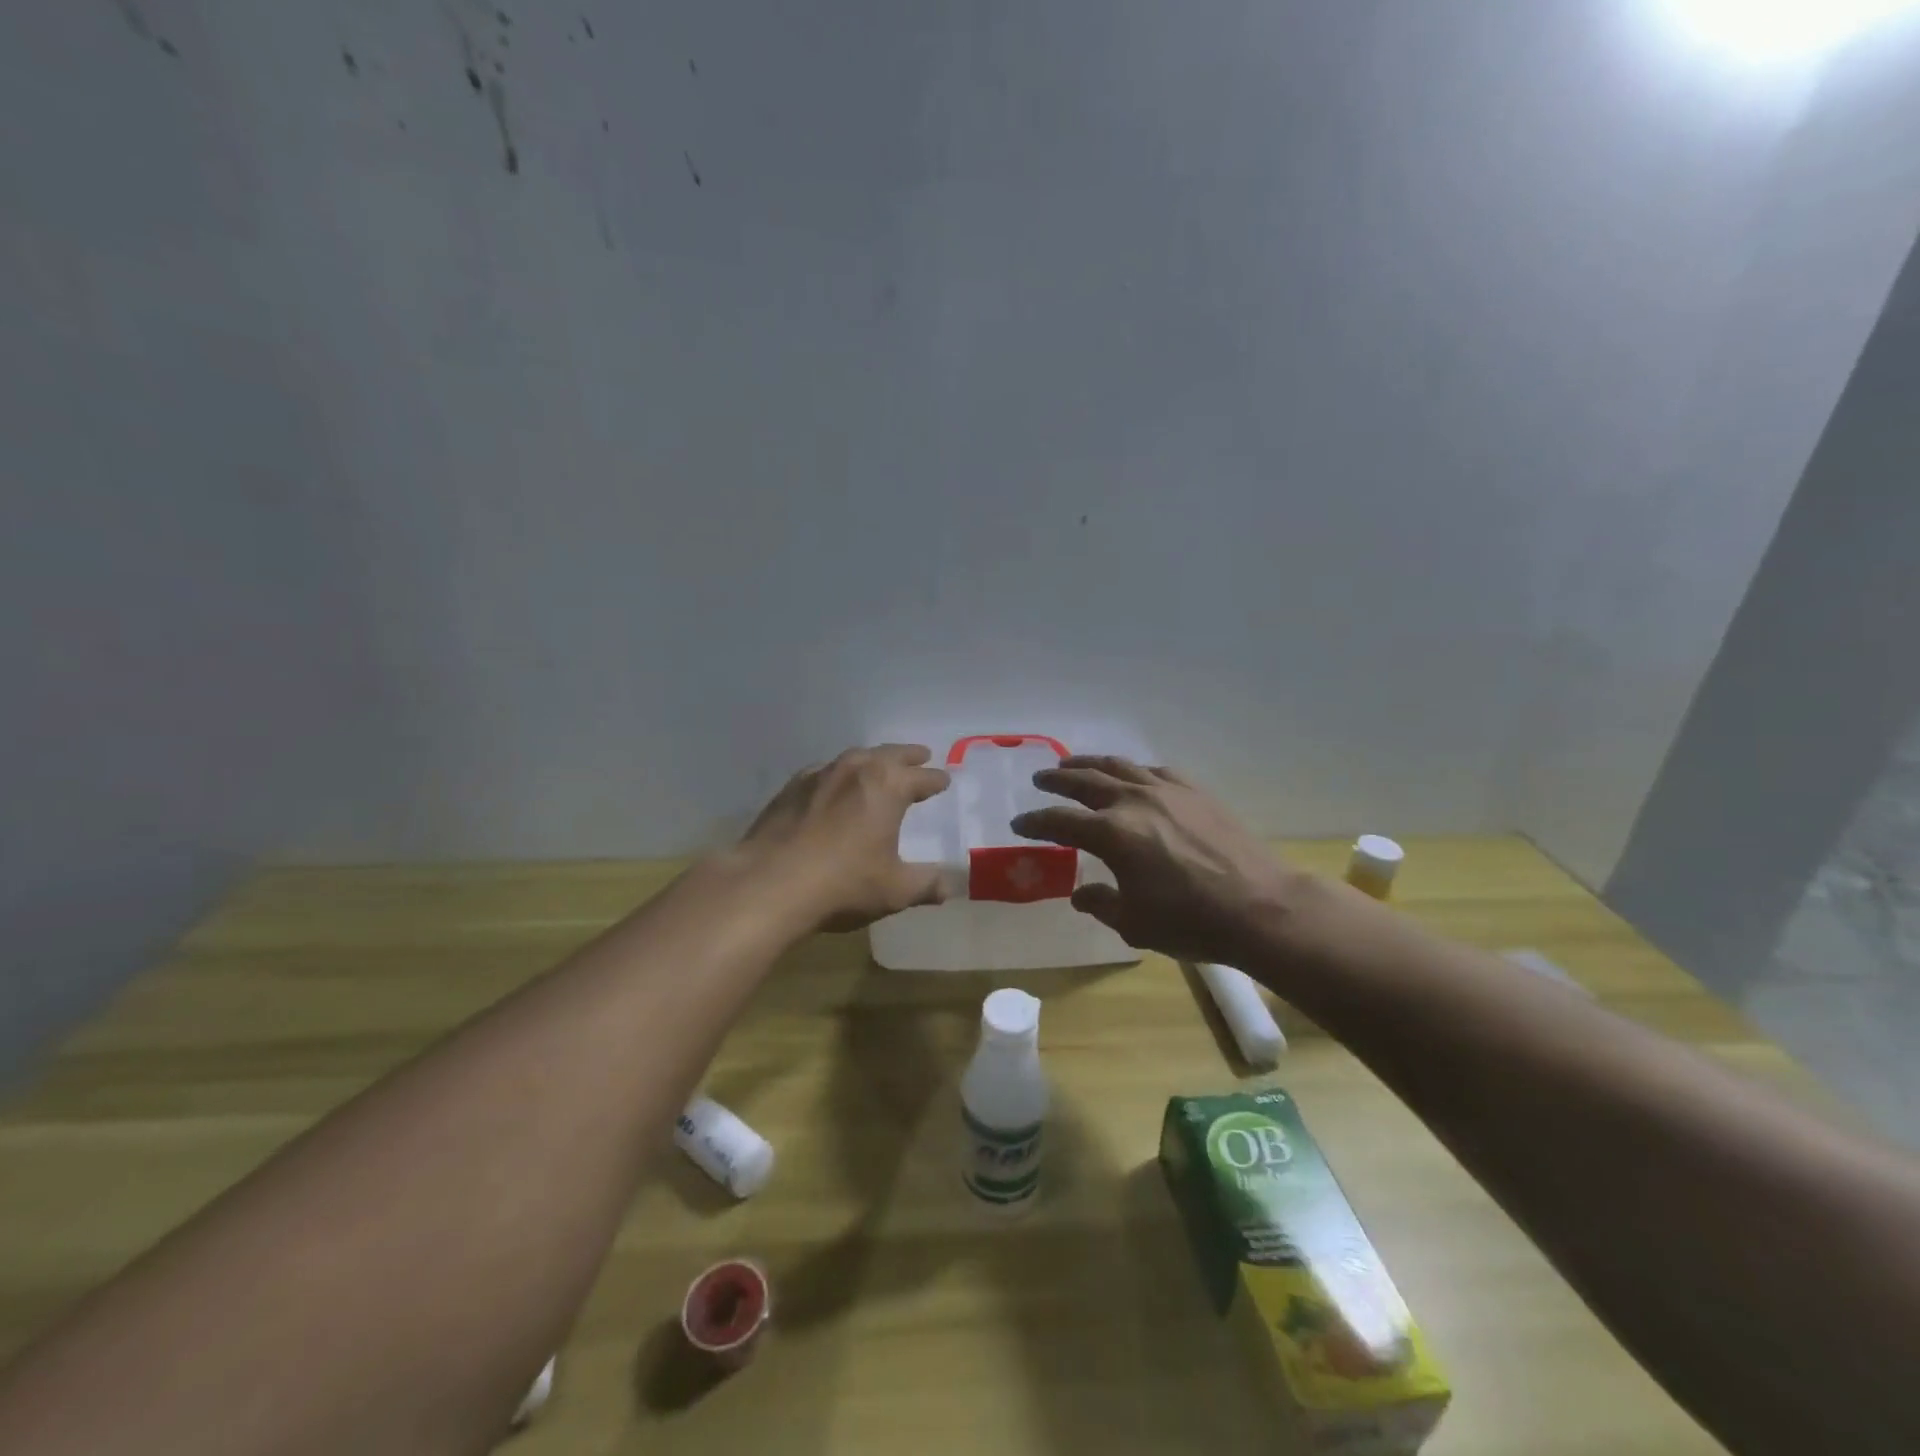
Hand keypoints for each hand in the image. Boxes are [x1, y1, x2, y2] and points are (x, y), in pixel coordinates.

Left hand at [738, 745, 951, 931]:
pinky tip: (833, 786)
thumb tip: (948, 886)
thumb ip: (926, 885)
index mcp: (888, 786)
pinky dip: (838, 775)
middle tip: (921, 755)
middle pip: (889, 755)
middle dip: (908, 756)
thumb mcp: (895, 890)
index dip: (936, 780)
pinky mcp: (790, 788)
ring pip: (855, 758)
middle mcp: (856, 770)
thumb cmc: (843, 884)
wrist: (769, 884)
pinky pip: (823, 772)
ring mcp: (819, 775)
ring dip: (872, 760)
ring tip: (879, 766)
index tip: (944, 780)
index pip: (922, 777)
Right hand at [1011, 756, 1300, 964]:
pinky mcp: (1195, 792)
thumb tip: (1081, 895)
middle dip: (1057, 779)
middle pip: (1085, 781)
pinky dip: (1134, 770)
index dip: (1035, 822)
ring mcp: (1167, 791)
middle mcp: (1134, 802)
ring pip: (1119, 766)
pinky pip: (1155, 771)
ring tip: (1073, 763)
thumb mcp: (1134, 924)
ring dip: (1090, 763)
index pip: (1060, 821)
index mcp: (1112, 834)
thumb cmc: (1191, 921)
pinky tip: (1132, 774)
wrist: (1261, 906)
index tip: (1019, 823)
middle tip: (1040, 779)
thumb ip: (1101, 904)